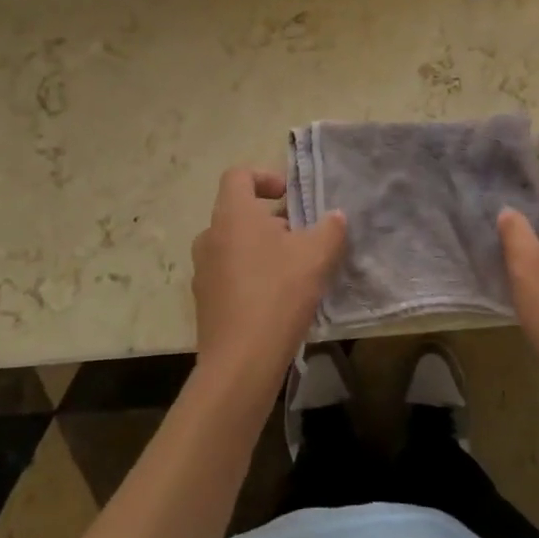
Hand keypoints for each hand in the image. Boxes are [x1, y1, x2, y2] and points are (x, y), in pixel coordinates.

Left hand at [190, 167, 347, 400]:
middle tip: (300, 237)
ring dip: (261, 248)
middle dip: (270, 219)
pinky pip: (228, 274)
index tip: (289, 197)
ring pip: (234, 244)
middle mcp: (210, 236)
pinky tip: (276, 299)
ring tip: (292, 269)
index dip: (265, 177)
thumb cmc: (278, 293)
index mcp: (232, 214)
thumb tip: (336, 217)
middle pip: (238, 212)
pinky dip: (250, 275)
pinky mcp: (204, 301)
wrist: (241, 362)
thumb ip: (330, 228)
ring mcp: (203, 270)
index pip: (238, 175)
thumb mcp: (317, 255)